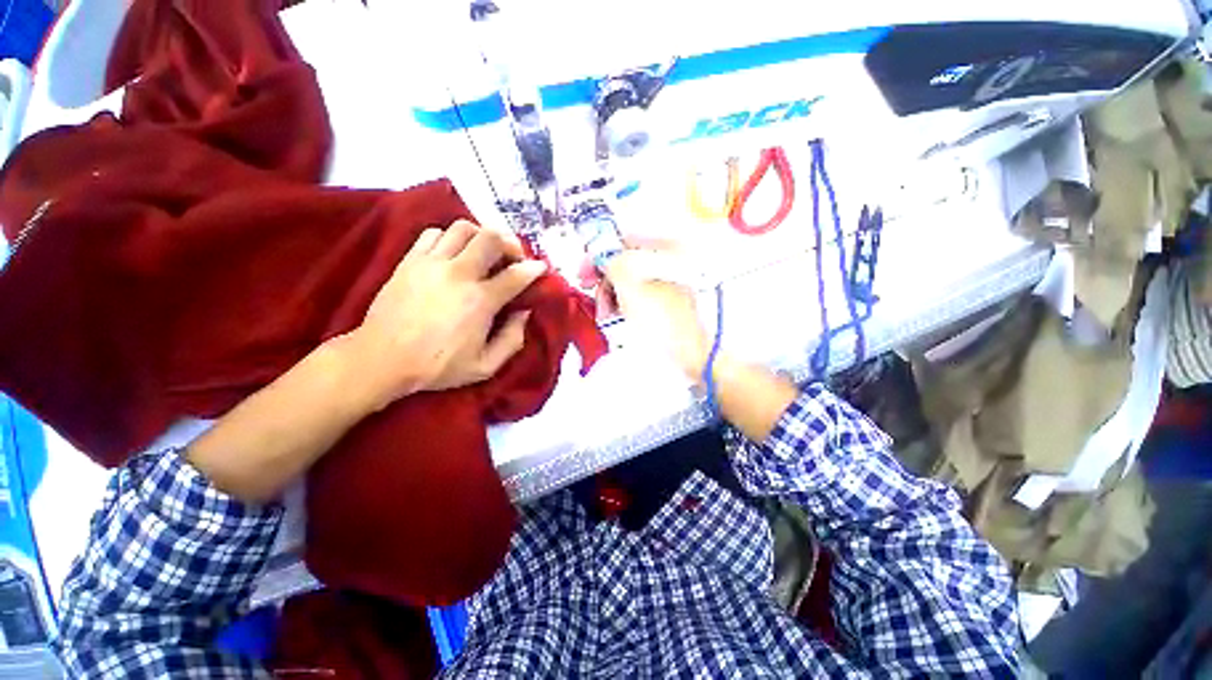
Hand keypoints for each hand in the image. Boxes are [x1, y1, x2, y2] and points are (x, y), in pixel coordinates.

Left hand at [346, 220, 545, 409]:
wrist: (382, 359)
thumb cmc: (437, 366)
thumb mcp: (486, 366)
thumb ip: (512, 339)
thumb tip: (524, 312)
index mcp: (480, 301)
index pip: (516, 275)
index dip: (534, 269)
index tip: (541, 267)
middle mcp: (459, 274)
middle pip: (490, 238)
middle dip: (510, 243)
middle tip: (513, 256)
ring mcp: (431, 263)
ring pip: (463, 228)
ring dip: (481, 236)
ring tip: (485, 251)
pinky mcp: (410, 260)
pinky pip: (434, 233)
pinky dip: (450, 237)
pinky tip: (454, 253)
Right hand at [601, 244, 709, 380]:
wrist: (689, 351)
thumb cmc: (660, 316)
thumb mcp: (630, 283)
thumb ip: (611, 262)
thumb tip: (600, 254)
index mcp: (665, 249)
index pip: (625, 240)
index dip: (600, 252)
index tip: (584, 269)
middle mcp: (668, 262)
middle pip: (626, 262)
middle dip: (604, 277)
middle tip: (589, 292)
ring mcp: (667, 284)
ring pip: (630, 281)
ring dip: (610, 293)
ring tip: (603, 312)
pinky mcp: (665, 304)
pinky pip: (637, 295)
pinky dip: (622, 302)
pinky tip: (613, 315)